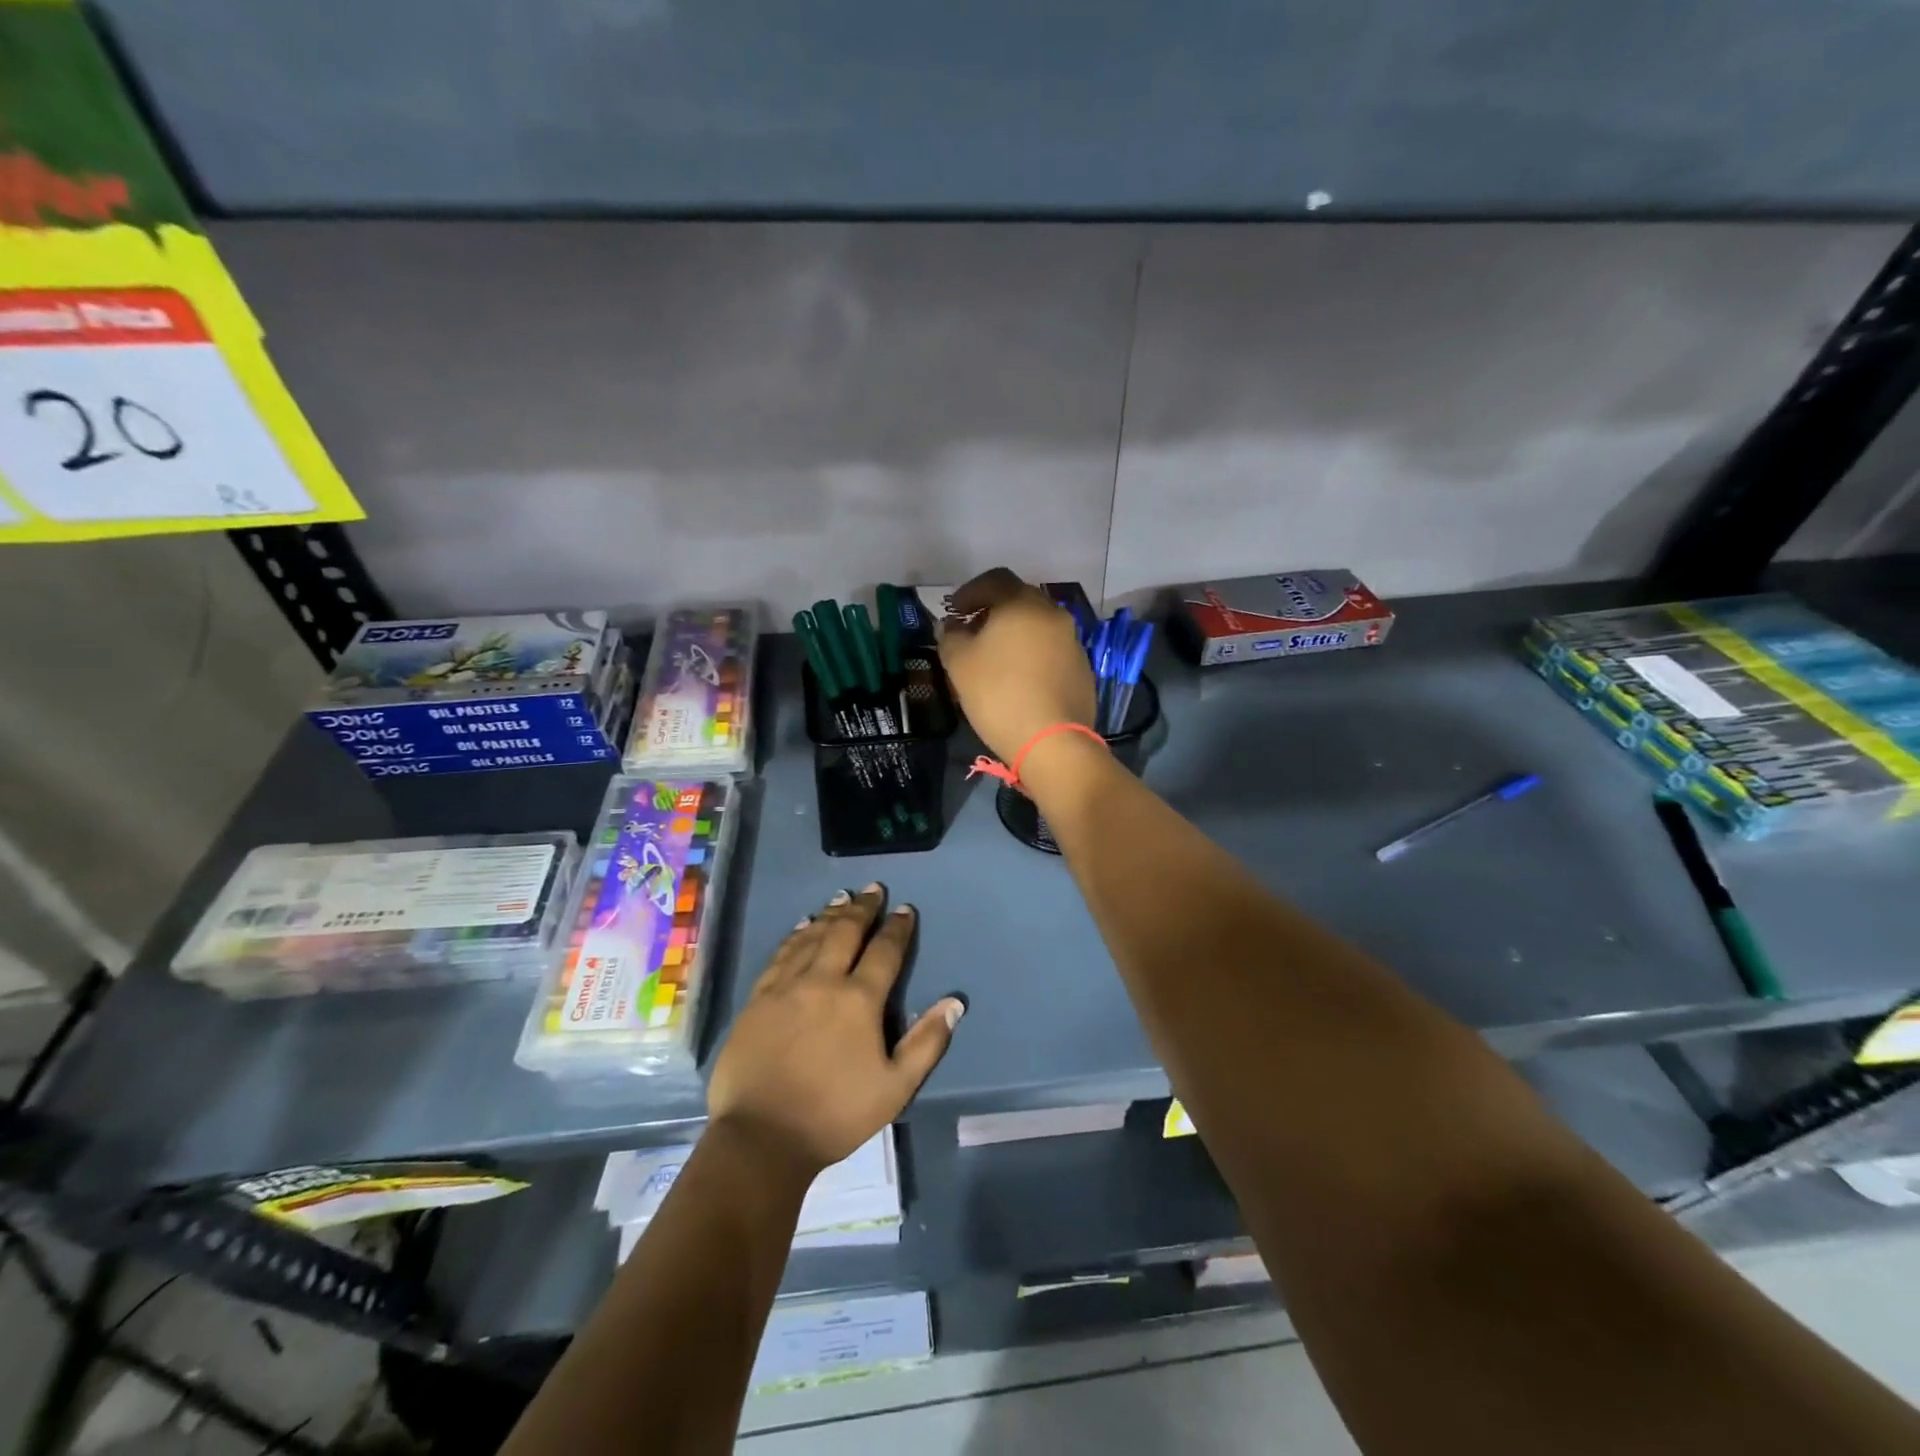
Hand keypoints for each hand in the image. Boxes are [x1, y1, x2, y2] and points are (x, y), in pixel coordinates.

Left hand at [708, 884, 963, 1172]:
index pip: (884, 952)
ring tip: (842, 898)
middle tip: (873, 889)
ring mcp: (786, 986)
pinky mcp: (758, 998)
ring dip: (831, 914)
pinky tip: (803, 926)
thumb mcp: (895, 1088)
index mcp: (859, 1000)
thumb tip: (954, 1003)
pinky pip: (781, 954)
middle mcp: (823, 981)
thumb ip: (926, 1042)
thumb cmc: (835, 1116)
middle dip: (863, 908)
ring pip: (812, 937)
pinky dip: (796, 935)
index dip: (897, 928)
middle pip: (845, 932)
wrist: (761, 1138)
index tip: (905, 909)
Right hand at [936, 568, 1096, 763]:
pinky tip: (1019, 678)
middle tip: (973, 630)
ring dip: (1015, 633)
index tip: (954, 610)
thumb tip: (951, 626)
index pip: (995, 580)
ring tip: (995, 656)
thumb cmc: (999, 695)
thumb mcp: (959, 664)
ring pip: (1038, 625)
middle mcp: (1053, 614)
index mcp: (1022, 604)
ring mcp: (1072, 642)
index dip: (970, 591)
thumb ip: (950, 637)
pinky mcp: (1082, 669)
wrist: (1052, 741)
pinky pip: (1051, 650)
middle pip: (1020, 599)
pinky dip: (1033, 653)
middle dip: (993, 610)